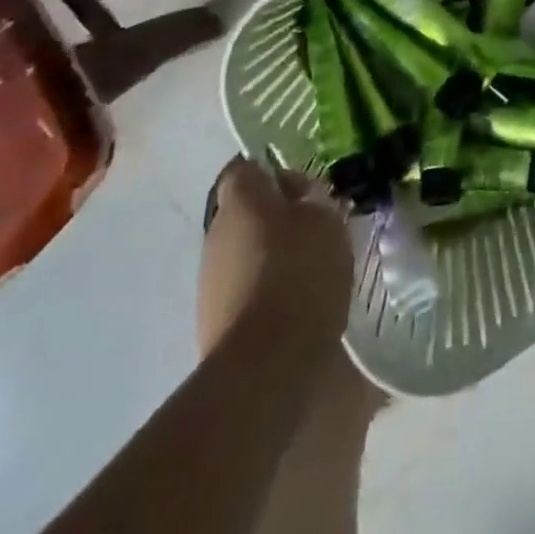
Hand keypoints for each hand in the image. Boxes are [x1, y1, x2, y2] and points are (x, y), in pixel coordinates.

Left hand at [197, 157, 352, 357]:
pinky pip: (245, 289)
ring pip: (244, 252)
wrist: (266, 365)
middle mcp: (215, 234)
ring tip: (311, 269)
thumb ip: (311, 199)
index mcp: (240, 200)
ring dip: (272, 255)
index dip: (273, 173)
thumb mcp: (325, 220)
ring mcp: (209, 282)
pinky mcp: (213, 322)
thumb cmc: (300, 273)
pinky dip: (267, 290)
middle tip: (316, 228)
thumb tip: (298, 196)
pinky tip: (296, 304)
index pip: (245, 168)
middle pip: (245, 212)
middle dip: (277, 217)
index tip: (304, 189)